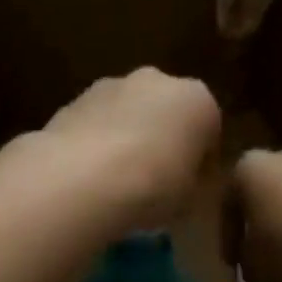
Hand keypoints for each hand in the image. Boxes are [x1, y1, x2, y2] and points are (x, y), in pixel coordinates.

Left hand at [39, 69, 220, 232]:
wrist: (81, 179)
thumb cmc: (153, 188)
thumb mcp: (192, 201)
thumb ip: (194, 186)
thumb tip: (186, 187)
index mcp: (198, 100)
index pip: (209, 131)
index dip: (201, 164)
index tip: (190, 192)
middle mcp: (156, 80)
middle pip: (166, 113)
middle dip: (162, 141)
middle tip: (154, 183)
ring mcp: (110, 85)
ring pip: (127, 114)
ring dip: (126, 139)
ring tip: (116, 183)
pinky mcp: (73, 99)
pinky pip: (95, 124)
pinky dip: (94, 143)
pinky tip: (87, 176)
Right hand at [229, 148, 281, 281]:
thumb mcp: (257, 264)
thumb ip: (249, 267)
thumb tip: (253, 271)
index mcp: (246, 168)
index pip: (227, 207)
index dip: (229, 240)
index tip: (235, 266)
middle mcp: (276, 157)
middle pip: (260, 201)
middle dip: (259, 232)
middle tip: (260, 261)